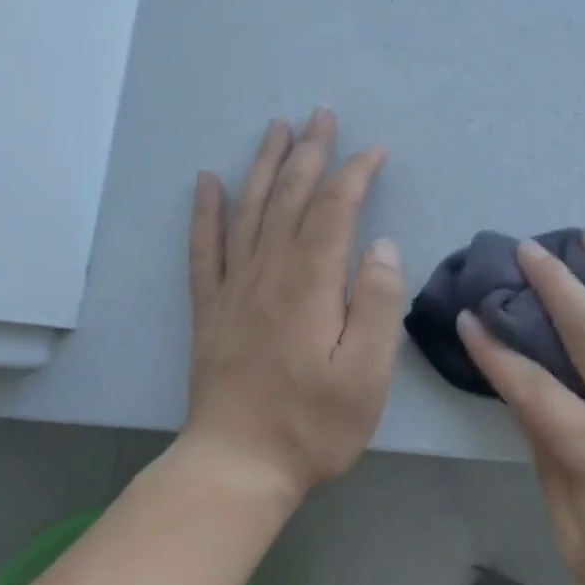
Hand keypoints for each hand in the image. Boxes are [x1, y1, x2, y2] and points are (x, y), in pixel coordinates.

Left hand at [181, 109, 404, 508]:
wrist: (236, 468)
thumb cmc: (314, 426)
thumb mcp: (366, 374)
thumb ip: (376, 304)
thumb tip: (380, 246)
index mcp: (309, 287)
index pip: (332, 212)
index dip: (352, 175)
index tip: (373, 151)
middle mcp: (268, 275)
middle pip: (288, 199)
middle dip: (308, 153)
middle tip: (321, 115)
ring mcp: (234, 291)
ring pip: (248, 211)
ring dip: (264, 165)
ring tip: (277, 128)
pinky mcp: (211, 311)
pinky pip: (204, 249)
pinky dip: (205, 211)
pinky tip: (207, 180)